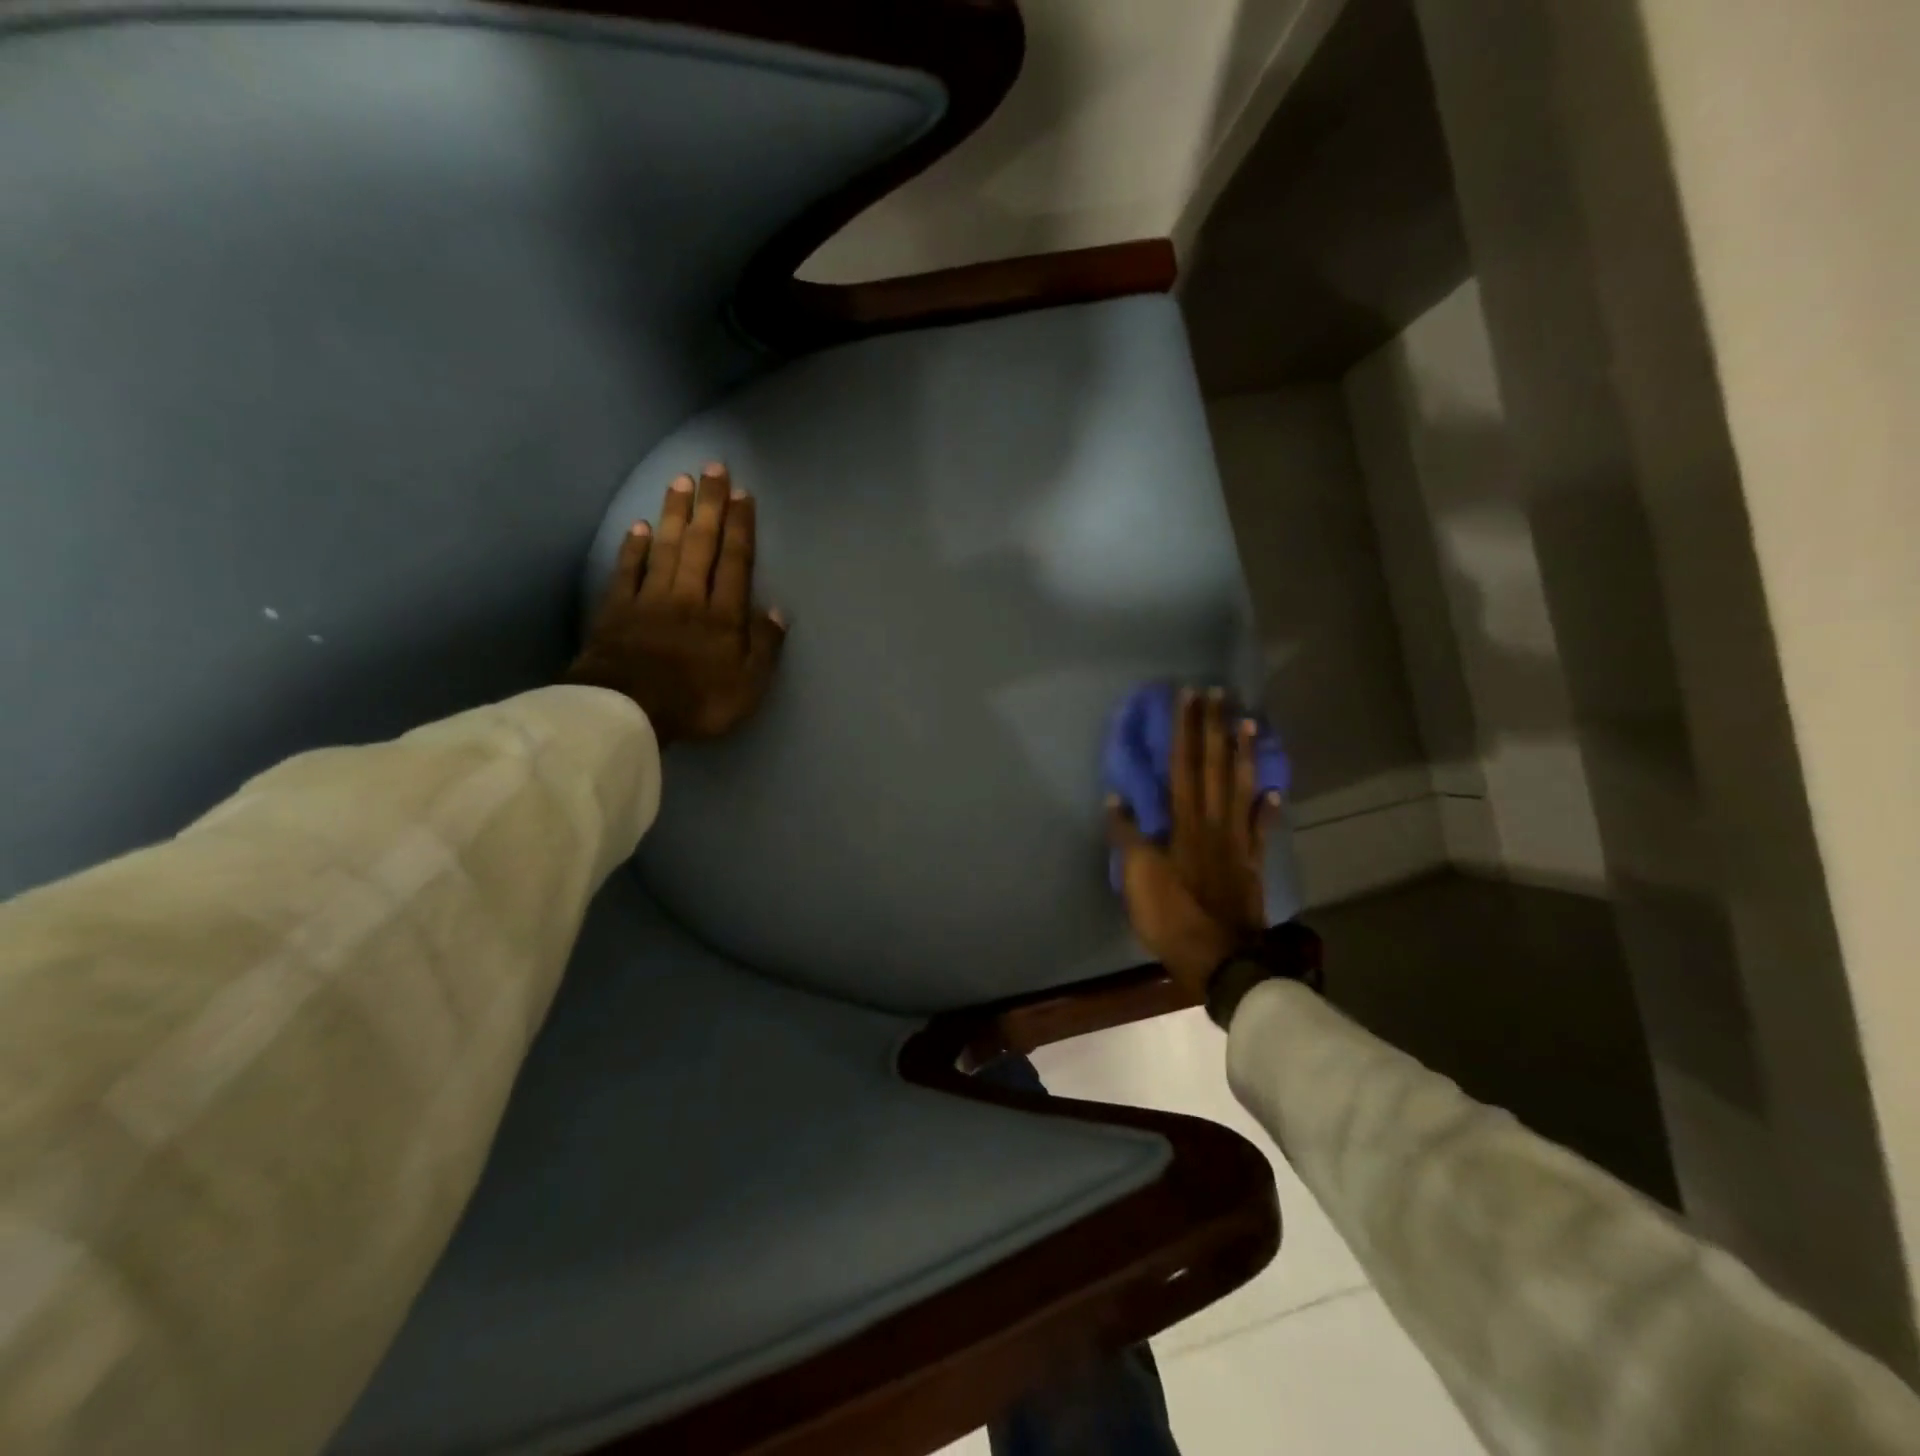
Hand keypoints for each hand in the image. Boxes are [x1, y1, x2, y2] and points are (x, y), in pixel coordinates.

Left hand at [565, 463, 786, 746]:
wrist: (628, 710)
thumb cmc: (697, 701)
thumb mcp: (748, 686)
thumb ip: (763, 647)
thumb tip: (776, 611)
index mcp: (723, 615)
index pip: (735, 562)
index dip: (740, 527)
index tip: (743, 494)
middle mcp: (689, 596)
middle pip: (700, 543)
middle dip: (709, 505)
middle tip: (712, 468)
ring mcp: (650, 599)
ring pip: (665, 547)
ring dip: (674, 513)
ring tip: (680, 481)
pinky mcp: (617, 609)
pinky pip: (628, 570)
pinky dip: (633, 547)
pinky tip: (638, 526)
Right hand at [1106, 689, 1281, 998]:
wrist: (1221, 958)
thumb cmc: (1172, 916)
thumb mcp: (1137, 878)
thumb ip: (1126, 837)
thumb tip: (1115, 799)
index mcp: (1184, 823)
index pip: (1183, 765)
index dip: (1186, 730)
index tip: (1189, 697)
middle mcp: (1214, 822)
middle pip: (1214, 766)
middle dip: (1214, 728)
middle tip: (1219, 693)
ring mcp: (1237, 841)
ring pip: (1241, 787)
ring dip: (1244, 753)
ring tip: (1249, 722)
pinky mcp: (1252, 862)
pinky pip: (1262, 828)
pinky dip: (1268, 807)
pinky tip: (1275, 789)